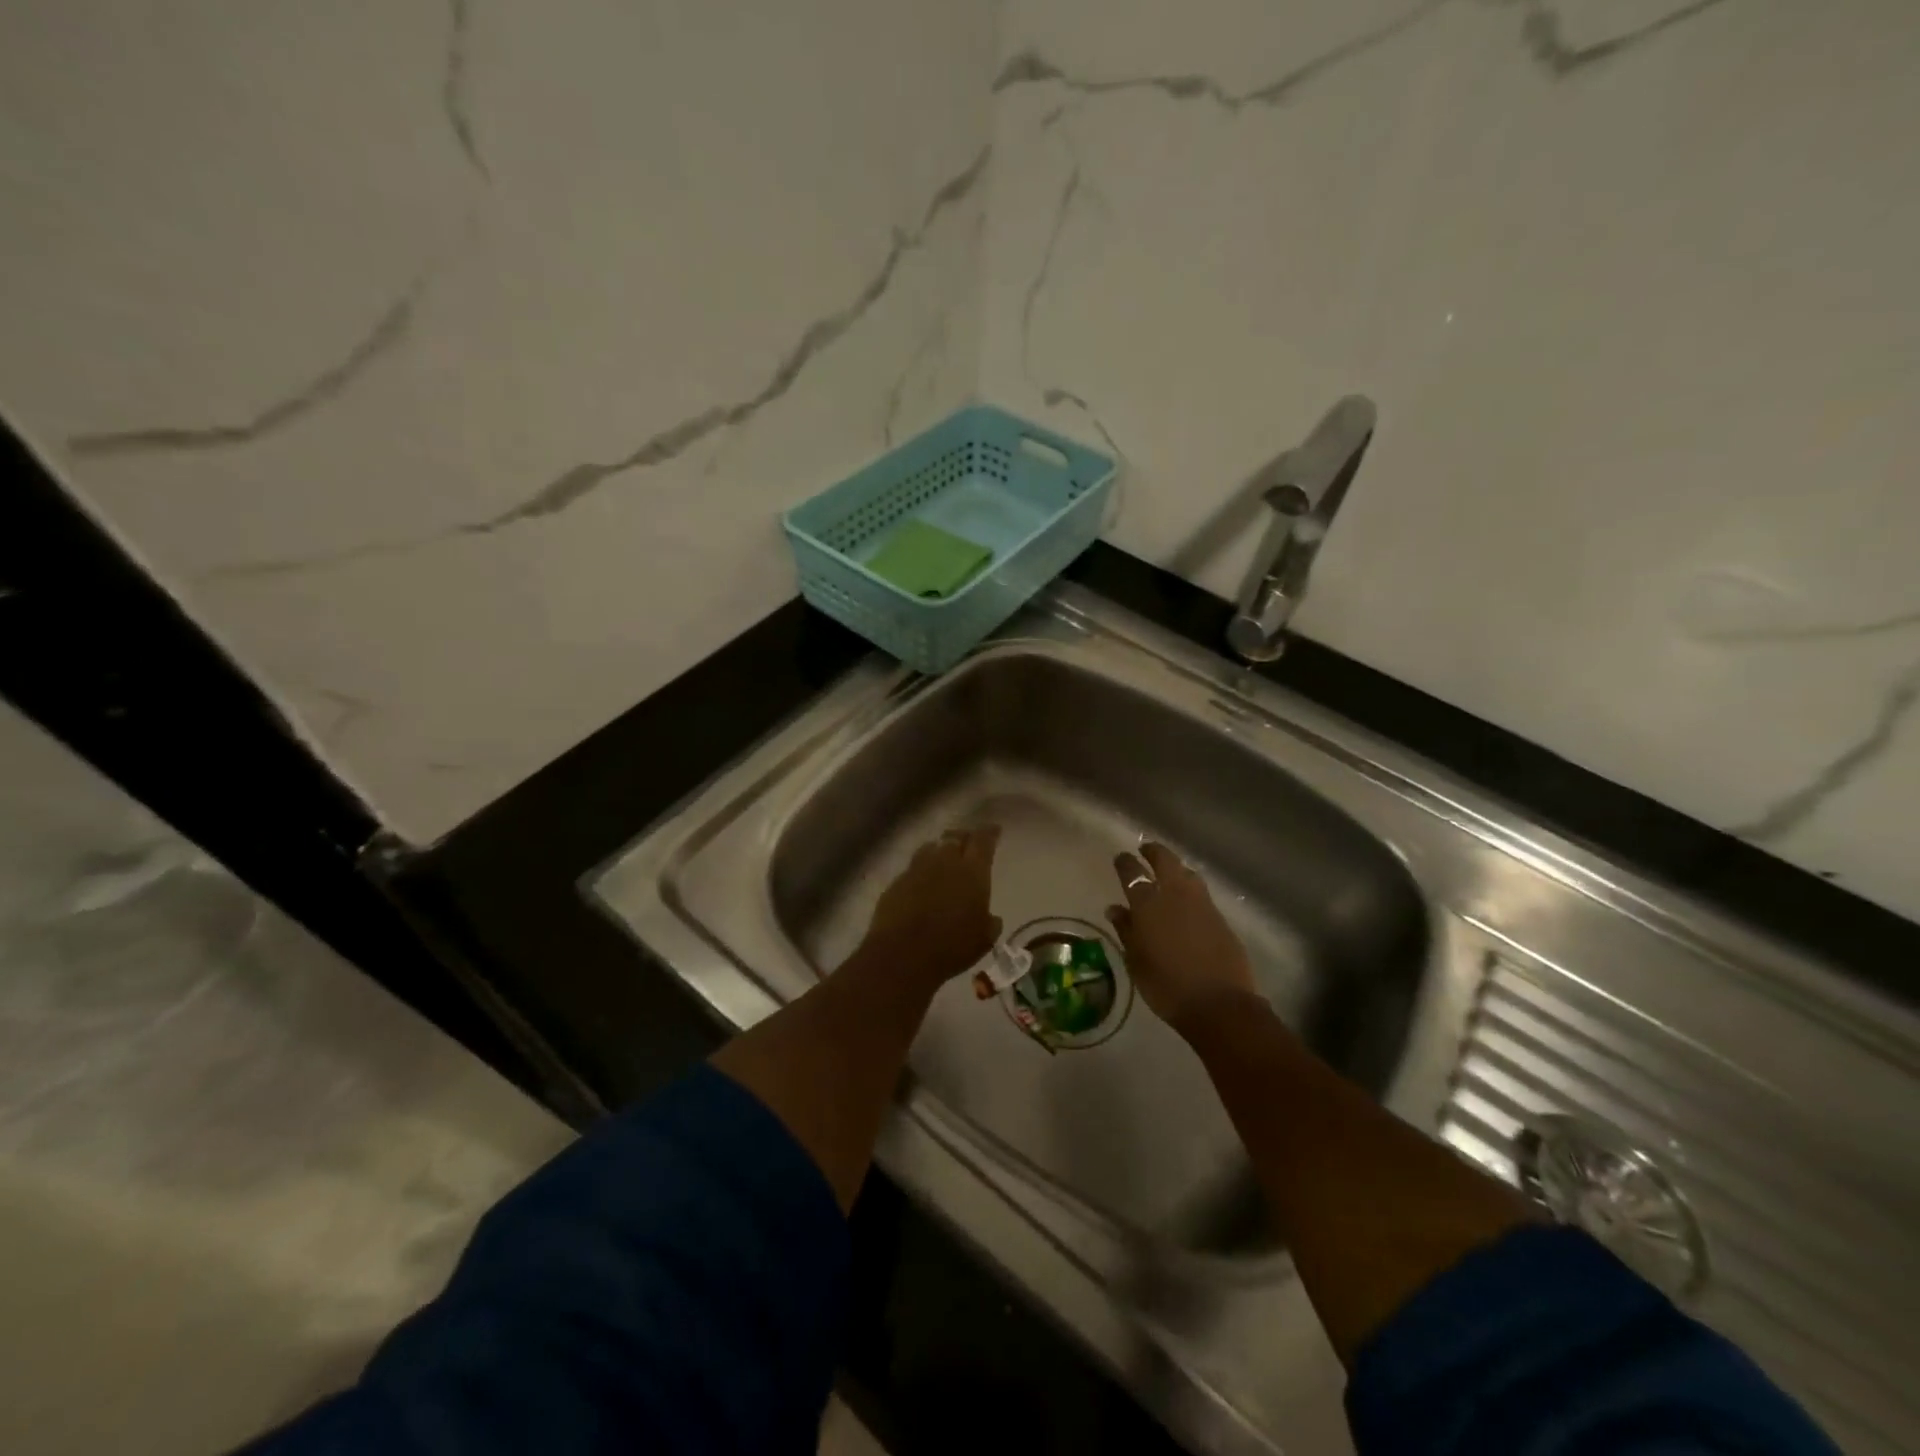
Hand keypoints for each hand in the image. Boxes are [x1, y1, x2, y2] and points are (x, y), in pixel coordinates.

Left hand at [857, 825, 1002, 993]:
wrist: (903, 954)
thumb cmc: (952, 947)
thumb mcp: (983, 939)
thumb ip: (990, 923)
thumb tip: (991, 918)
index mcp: (972, 871)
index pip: (983, 841)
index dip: (989, 833)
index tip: (994, 829)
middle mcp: (944, 861)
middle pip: (955, 837)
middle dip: (964, 836)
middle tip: (968, 841)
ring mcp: (916, 870)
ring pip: (930, 848)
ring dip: (940, 850)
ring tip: (943, 857)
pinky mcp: (896, 883)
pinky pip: (912, 869)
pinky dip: (920, 871)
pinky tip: (921, 883)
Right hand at [1107, 842, 1258, 1033]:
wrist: (1219, 1004)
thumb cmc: (1167, 986)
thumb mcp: (1136, 961)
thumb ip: (1126, 930)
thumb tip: (1115, 908)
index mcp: (1149, 904)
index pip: (1133, 872)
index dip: (1125, 862)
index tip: (1120, 857)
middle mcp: (1176, 895)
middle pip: (1165, 860)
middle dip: (1154, 851)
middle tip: (1145, 849)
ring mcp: (1202, 904)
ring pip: (1187, 873)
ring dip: (1175, 867)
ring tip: (1168, 871)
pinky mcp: (1221, 917)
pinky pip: (1201, 893)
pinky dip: (1190, 888)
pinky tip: (1187, 899)